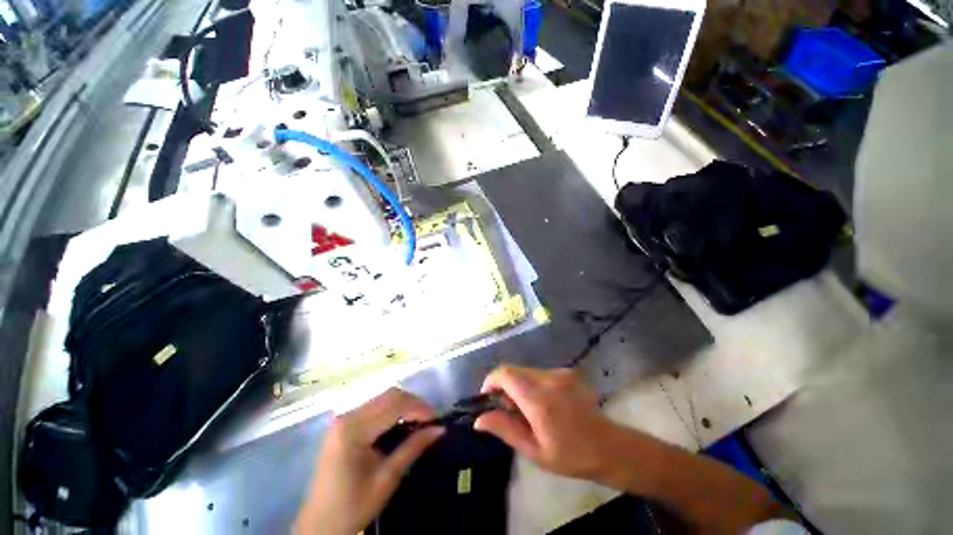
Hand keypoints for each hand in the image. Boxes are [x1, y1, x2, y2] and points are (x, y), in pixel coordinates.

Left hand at [295, 388, 443, 534]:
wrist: (319, 526)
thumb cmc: (352, 507)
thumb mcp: (386, 479)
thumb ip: (413, 448)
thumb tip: (439, 429)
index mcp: (353, 430)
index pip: (393, 405)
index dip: (418, 408)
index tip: (436, 419)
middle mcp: (346, 416)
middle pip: (388, 396)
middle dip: (413, 403)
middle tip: (430, 419)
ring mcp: (343, 418)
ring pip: (383, 398)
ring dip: (404, 405)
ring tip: (419, 420)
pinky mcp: (344, 423)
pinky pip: (374, 406)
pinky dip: (392, 410)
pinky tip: (401, 422)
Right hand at [475, 366, 620, 480]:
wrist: (609, 447)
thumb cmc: (570, 456)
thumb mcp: (534, 451)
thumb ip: (505, 430)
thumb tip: (479, 419)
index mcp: (539, 400)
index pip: (506, 374)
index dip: (491, 381)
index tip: (488, 398)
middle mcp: (548, 379)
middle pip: (514, 370)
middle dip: (504, 385)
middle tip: (508, 409)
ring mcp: (559, 373)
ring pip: (525, 371)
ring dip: (518, 385)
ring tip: (526, 409)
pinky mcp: (566, 372)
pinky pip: (538, 373)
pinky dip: (531, 383)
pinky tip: (541, 403)